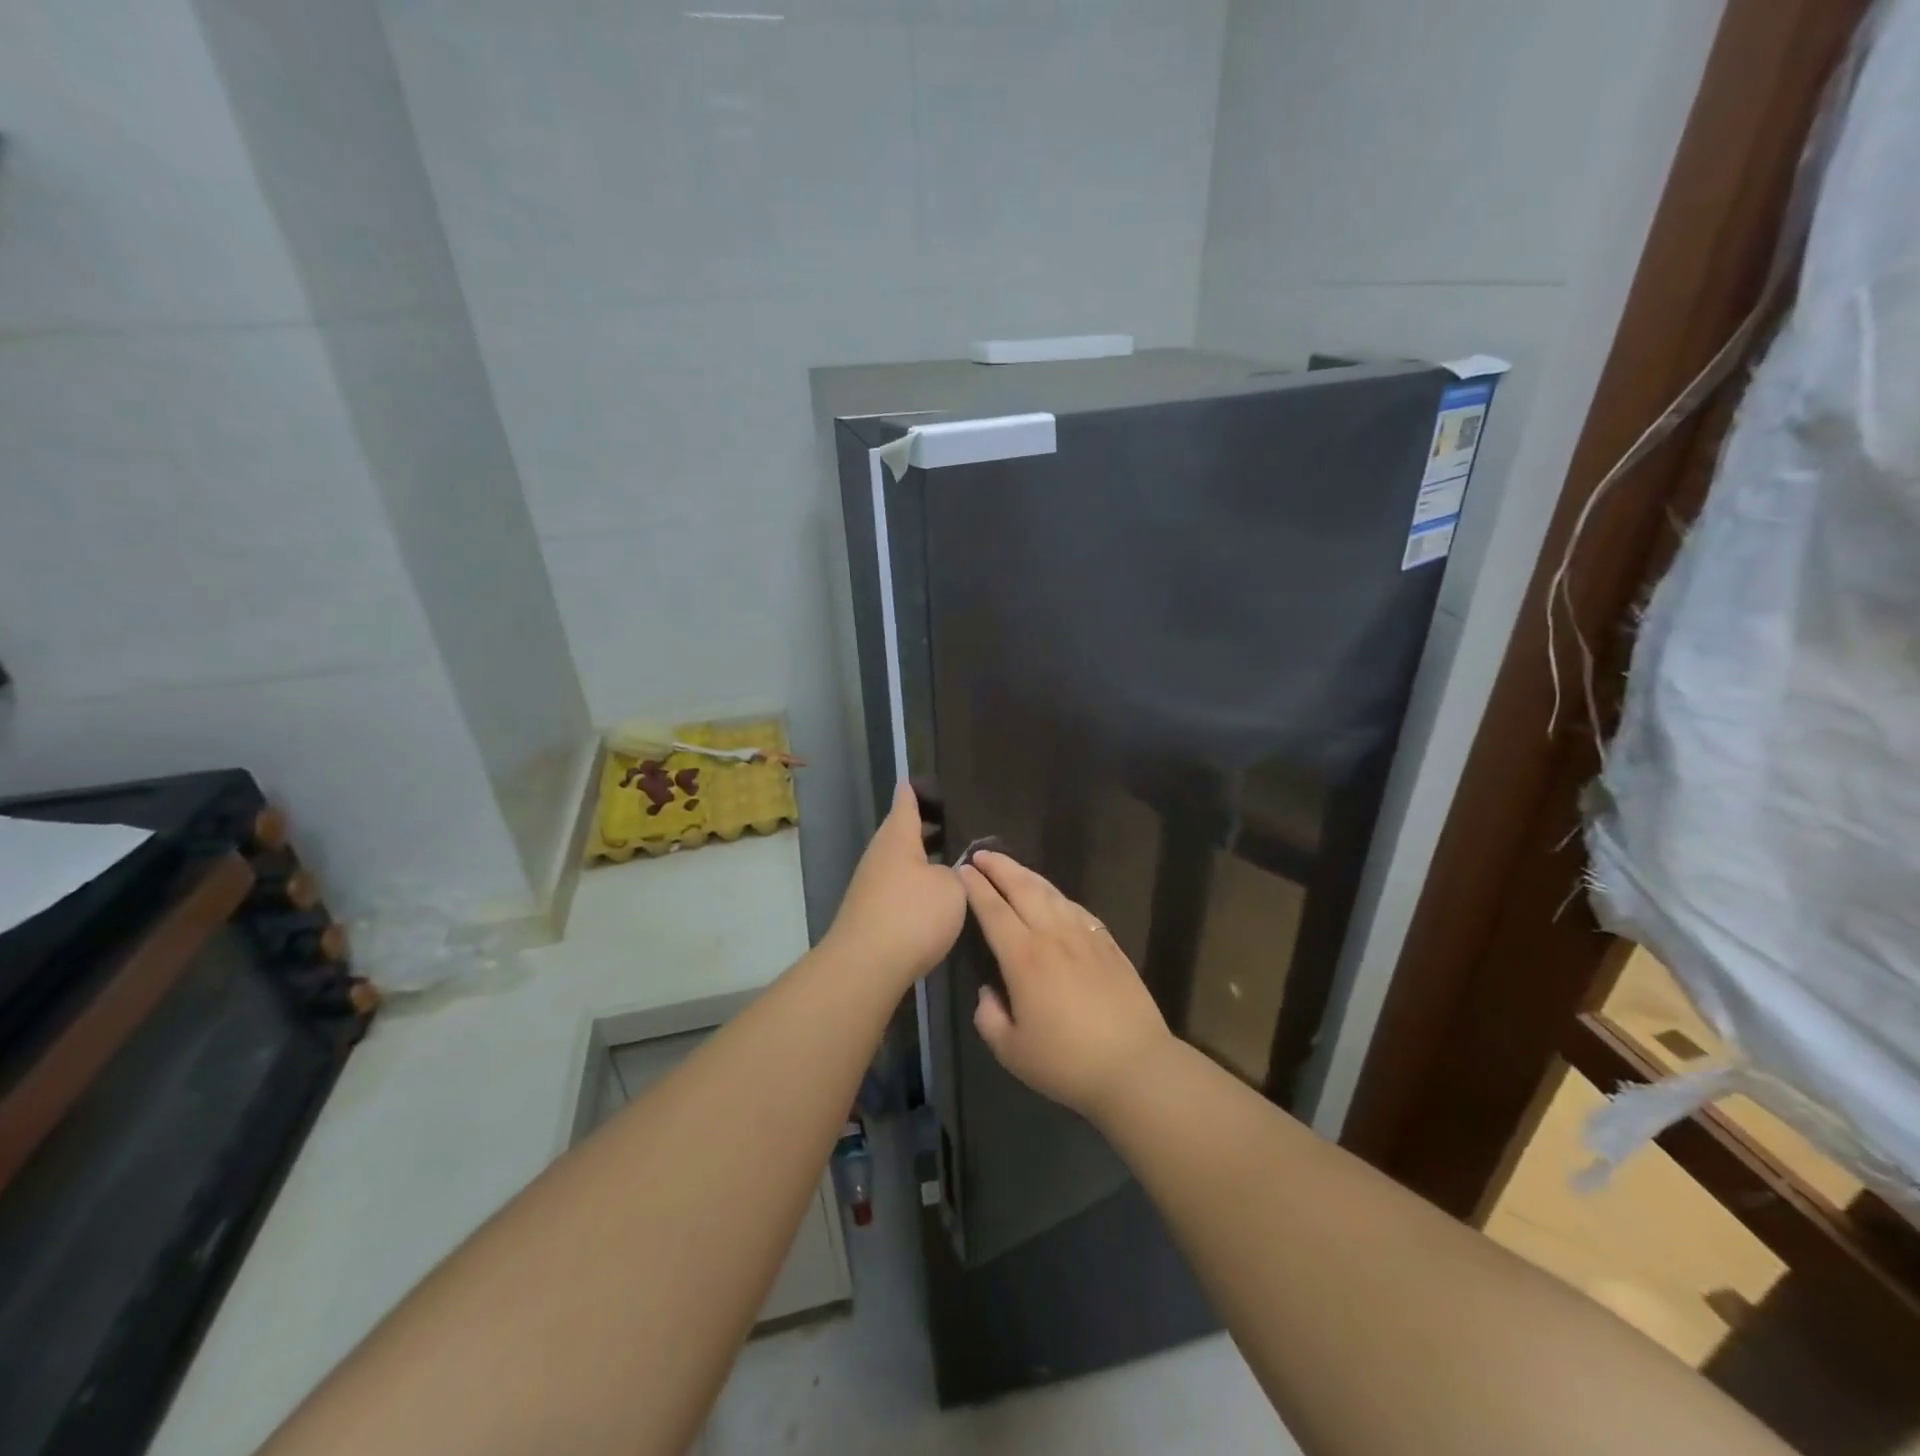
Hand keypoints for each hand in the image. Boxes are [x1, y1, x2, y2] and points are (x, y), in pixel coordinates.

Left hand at [825, 784, 965, 983]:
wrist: (866, 966)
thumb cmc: (912, 914)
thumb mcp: (951, 888)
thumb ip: (958, 871)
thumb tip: (955, 866)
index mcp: (898, 837)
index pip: (906, 802)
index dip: (917, 790)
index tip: (926, 780)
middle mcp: (880, 855)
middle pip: (903, 832)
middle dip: (926, 826)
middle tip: (957, 822)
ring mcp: (871, 885)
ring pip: (901, 861)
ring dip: (924, 857)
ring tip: (955, 858)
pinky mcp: (871, 912)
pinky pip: (899, 886)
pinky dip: (917, 883)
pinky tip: (937, 894)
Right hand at [961, 851, 1171, 1119]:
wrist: (1135, 1066)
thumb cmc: (1067, 1062)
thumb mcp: (1011, 1051)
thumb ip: (989, 1017)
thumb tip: (989, 991)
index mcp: (1024, 957)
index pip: (993, 910)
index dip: (975, 887)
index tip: (962, 870)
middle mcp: (1053, 935)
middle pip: (1022, 887)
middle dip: (999, 866)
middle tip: (981, 854)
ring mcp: (1085, 935)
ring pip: (1051, 892)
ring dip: (1026, 874)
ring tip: (1011, 867)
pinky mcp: (1108, 943)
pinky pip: (1076, 907)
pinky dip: (1056, 895)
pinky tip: (1052, 897)